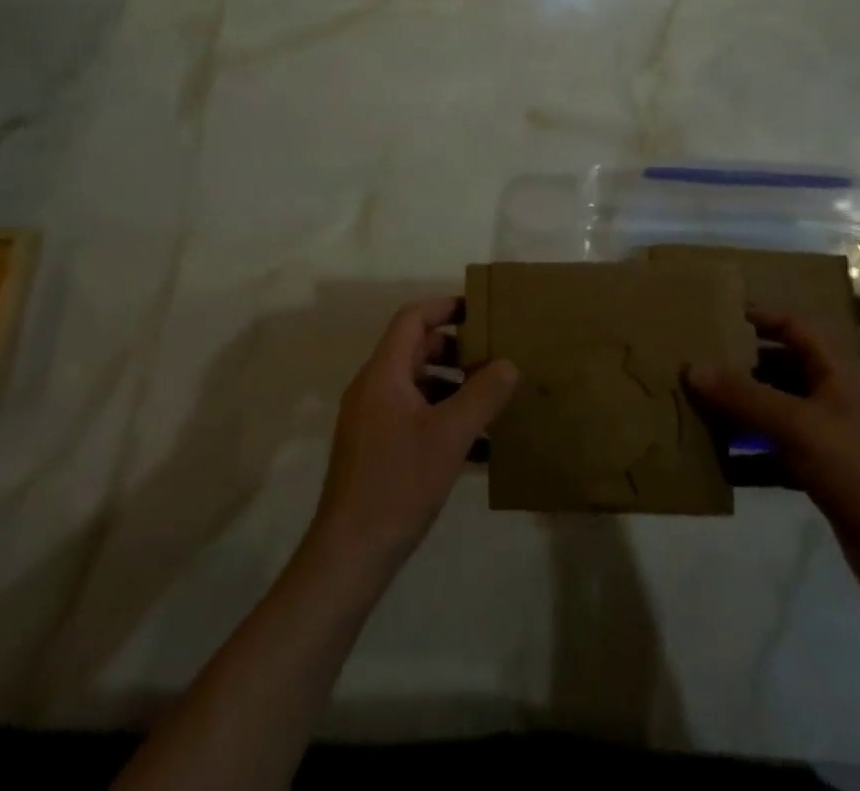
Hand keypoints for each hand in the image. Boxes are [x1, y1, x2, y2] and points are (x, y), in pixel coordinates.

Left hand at [310, 298, 519, 570]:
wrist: (350, 553)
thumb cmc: (399, 482)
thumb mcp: (450, 435)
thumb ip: (483, 394)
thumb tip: (509, 363)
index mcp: (384, 373)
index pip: (412, 318)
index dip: (445, 307)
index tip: (480, 309)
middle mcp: (373, 388)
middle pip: (415, 350)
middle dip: (456, 350)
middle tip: (494, 357)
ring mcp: (371, 420)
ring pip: (417, 386)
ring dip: (453, 388)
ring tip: (492, 401)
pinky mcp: (375, 449)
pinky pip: (413, 417)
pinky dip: (443, 419)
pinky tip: (477, 447)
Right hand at [688, 311, 859, 613]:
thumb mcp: (799, 427)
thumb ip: (744, 396)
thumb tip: (692, 368)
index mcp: (840, 372)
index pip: (796, 326)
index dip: (761, 316)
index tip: (719, 314)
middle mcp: (835, 396)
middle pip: (781, 367)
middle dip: (741, 365)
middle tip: (698, 362)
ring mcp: (830, 435)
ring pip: (777, 409)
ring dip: (742, 409)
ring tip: (699, 406)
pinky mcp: (824, 471)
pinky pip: (778, 449)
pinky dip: (752, 451)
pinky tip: (720, 460)